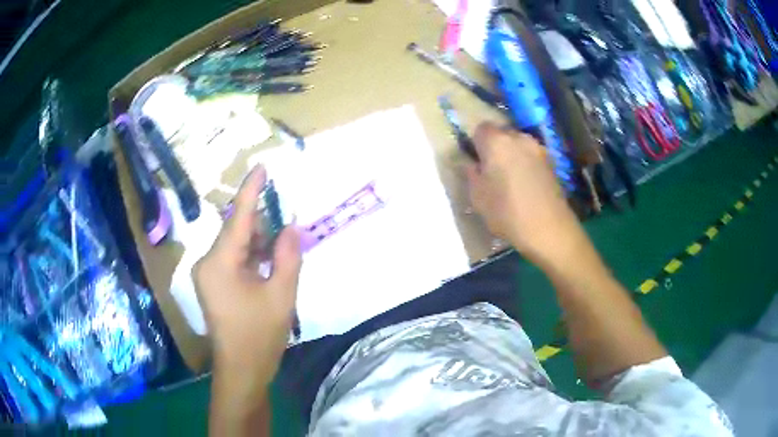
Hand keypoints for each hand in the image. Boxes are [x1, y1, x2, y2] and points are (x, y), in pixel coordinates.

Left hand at [193, 165, 300, 396]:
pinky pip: (232, 260)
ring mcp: (207, 274)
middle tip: (287, 229)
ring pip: (235, 245)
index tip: (262, 168)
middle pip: (236, 231)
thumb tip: (290, 227)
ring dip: (258, 244)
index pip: (238, 218)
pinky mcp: (212, 284)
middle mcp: (207, 262)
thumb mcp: (282, 295)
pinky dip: (251, 257)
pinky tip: (268, 265)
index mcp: (220, 263)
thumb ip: (287, 256)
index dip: (251, 191)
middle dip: (261, 226)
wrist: (242, 370)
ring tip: (281, 253)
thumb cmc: (261, 335)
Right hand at [465, 122, 583, 267]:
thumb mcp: (478, 198)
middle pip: (501, 133)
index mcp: (496, 142)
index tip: (476, 161)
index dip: (476, 143)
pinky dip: (526, 164)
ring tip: (510, 180)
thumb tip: (472, 164)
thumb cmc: (507, 213)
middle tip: (491, 171)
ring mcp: (538, 149)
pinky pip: (531, 156)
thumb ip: (471, 175)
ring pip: (518, 144)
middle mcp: (518, 138)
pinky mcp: (551, 162)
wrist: (549, 229)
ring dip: (512, 155)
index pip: (480, 128)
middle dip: (494, 147)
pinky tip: (526, 186)